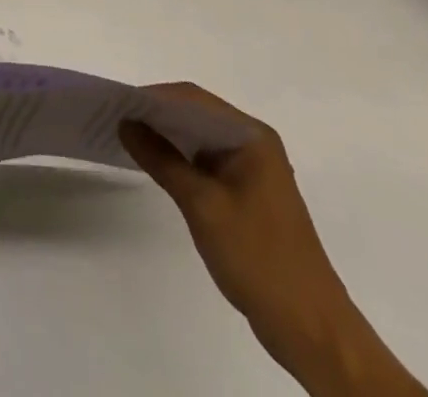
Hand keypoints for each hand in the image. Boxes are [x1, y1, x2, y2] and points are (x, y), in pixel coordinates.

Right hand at [120, 84, 427, 396]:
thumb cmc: (258, 258)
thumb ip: (162, 160)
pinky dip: (180, 160)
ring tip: (128, 138)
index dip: (155, 98)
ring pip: (200, 138)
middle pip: (197, 115)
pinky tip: (155, 166)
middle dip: (158, 115)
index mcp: (251, 136)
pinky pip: (206, 162)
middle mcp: (253, 143)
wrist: (310, 329)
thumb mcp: (202, 206)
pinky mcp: (247, 194)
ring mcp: (252, 169)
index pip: (194, 100)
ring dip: (167, 137)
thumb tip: (127, 124)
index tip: (119, 103)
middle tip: (117, 118)